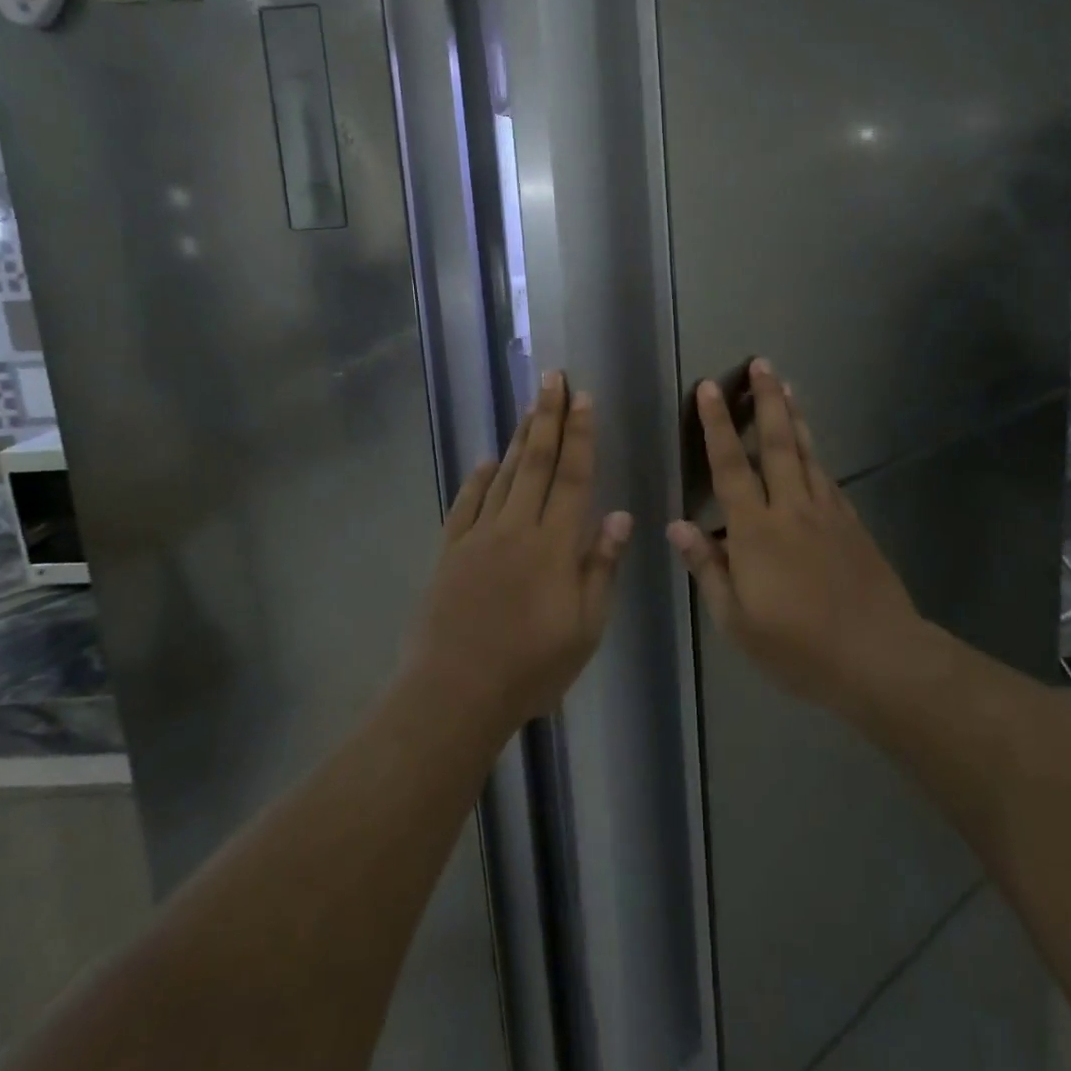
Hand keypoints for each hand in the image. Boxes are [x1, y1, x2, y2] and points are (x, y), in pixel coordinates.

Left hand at [409, 371, 631, 734]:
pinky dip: (478, 478)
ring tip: (531, 405)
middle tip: (553, 378)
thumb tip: (619, 515)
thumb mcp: (586, 628)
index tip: (584, 398)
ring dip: (520, 437)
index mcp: (554, 544)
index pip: (574, 476)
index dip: (581, 435)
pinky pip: (466, 503)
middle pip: (537, 462)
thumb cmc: (531, 667)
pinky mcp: (450, 550)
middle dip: (548, 416)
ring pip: (504, 475)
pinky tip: (487, 461)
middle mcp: (517, 527)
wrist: (455, 692)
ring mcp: (479, 536)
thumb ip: (600, 567)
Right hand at [668, 359, 922, 718]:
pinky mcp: (851, 523)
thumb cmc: (798, 647)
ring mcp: (827, 512)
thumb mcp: (737, 621)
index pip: (729, 467)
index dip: (716, 425)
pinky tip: (812, 446)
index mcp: (755, 531)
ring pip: (806, 452)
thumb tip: (677, 526)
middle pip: (776, 443)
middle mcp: (791, 508)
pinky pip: (827, 477)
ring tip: (786, 385)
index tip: (710, 387)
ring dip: (793, 416)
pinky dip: (815, 453)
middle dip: (766, 400)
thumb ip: (708, 569)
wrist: (879, 657)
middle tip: (762, 364)